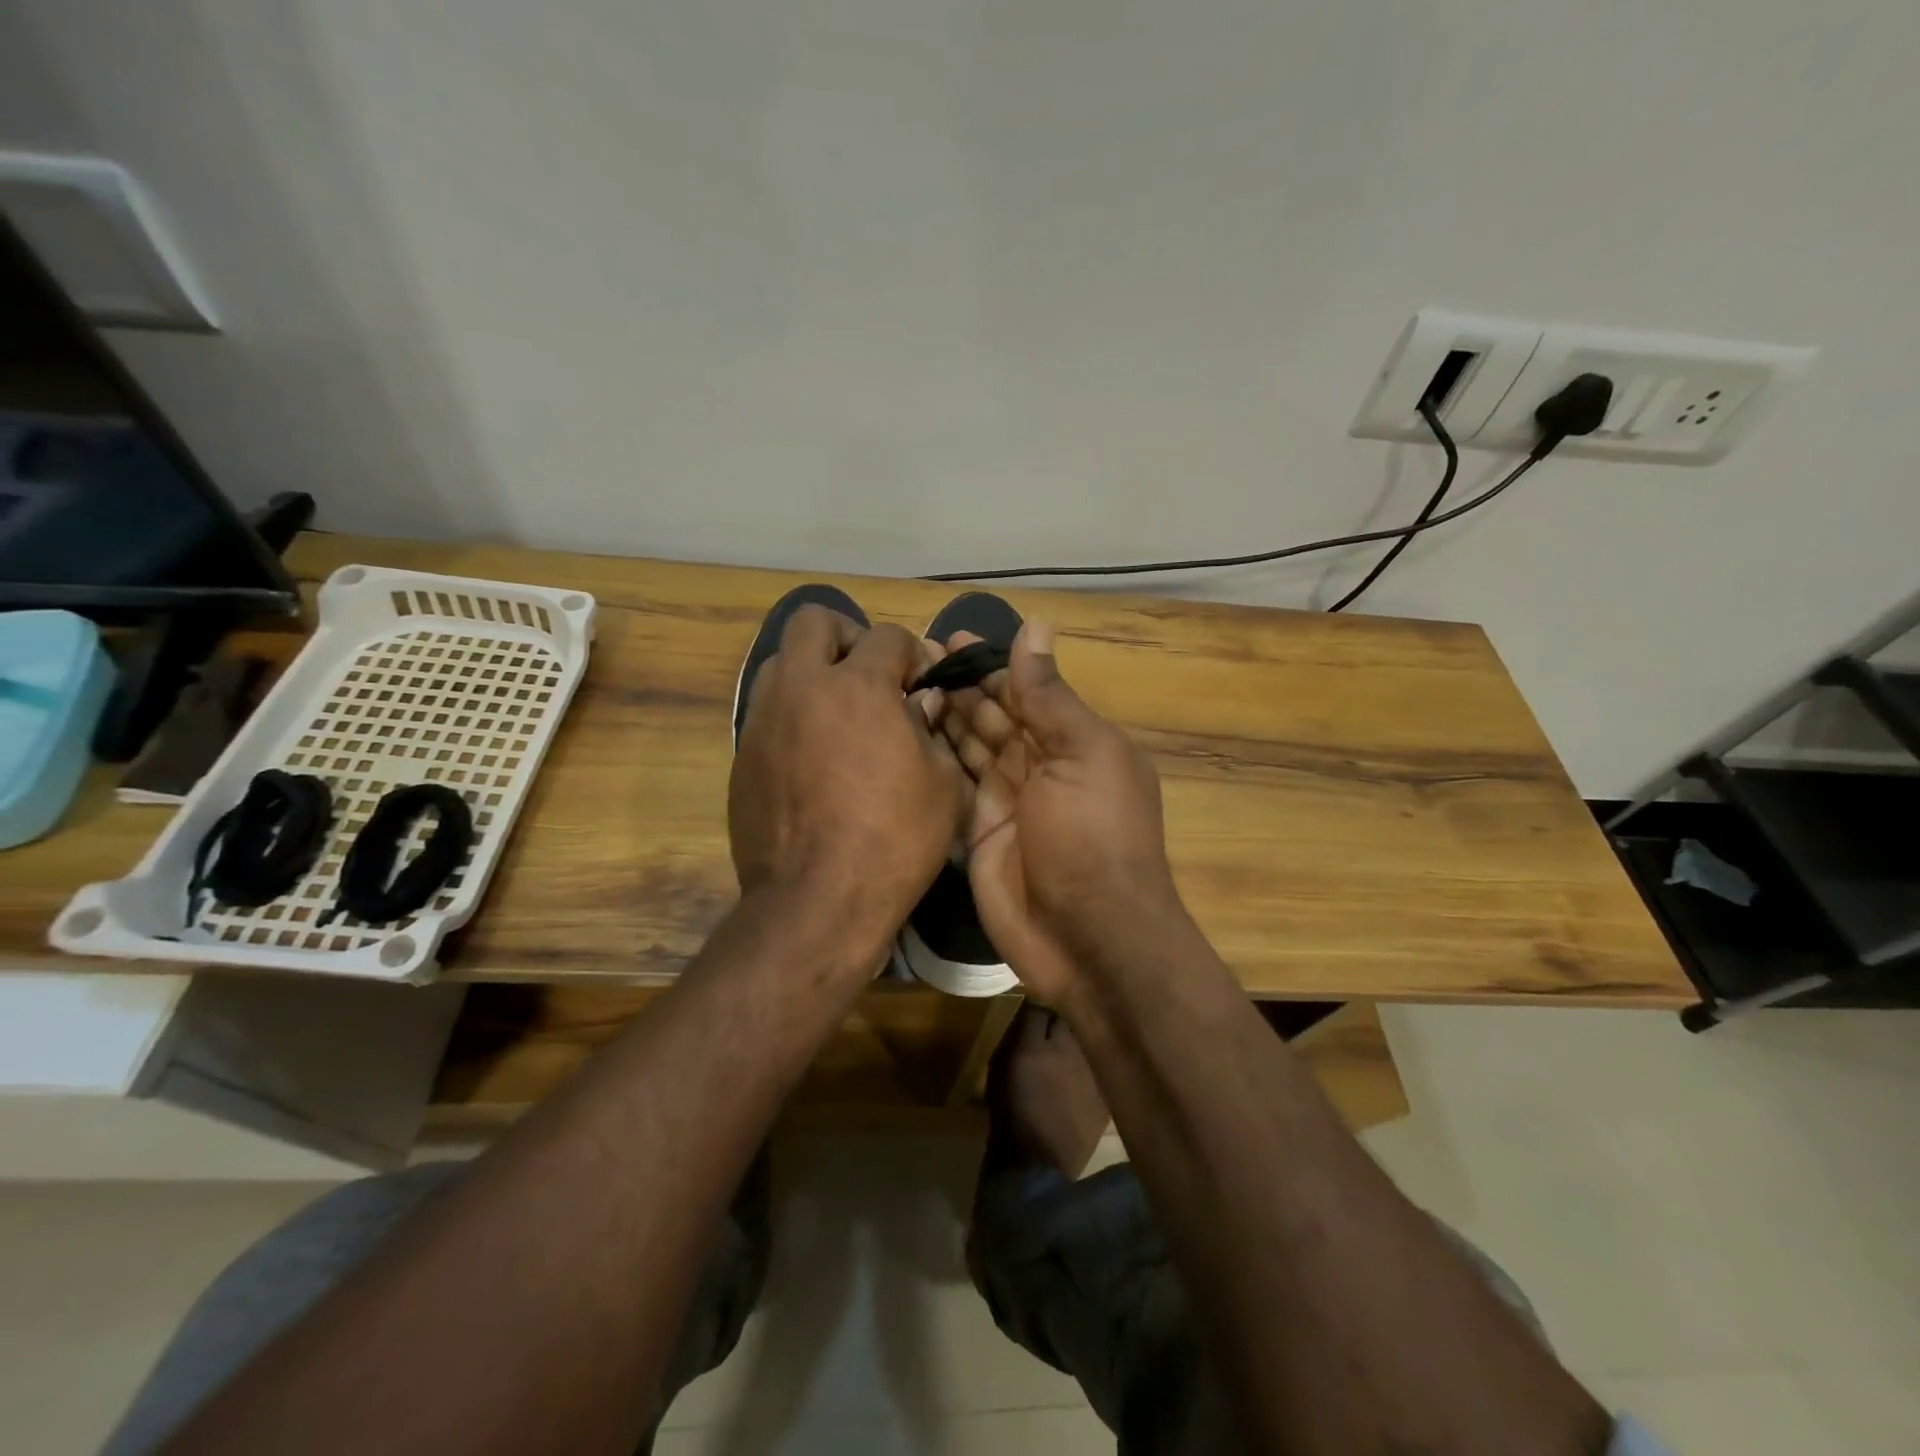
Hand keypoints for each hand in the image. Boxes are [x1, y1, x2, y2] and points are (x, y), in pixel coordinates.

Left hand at [730, 606, 964, 964]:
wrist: (817, 900)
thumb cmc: (894, 840)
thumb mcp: (942, 784)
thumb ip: (931, 728)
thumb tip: (918, 702)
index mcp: (857, 688)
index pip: (886, 636)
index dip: (913, 653)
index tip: (922, 681)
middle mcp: (802, 689)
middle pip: (813, 621)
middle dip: (847, 635)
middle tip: (870, 673)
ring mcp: (763, 721)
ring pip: (782, 662)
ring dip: (814, 672)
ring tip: (840, 713)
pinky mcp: (742, 756)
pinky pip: (768, 712)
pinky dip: (795, 716)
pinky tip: (815, 757)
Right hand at [938, 621, 1186, 1009]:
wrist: (1087, 936)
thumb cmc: (1093, 836)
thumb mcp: (1082, 754)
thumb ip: (1050, 695)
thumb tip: (1035, 626)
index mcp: (1074, 741)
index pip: (1027, 690)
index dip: (990, 665)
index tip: (948, 640)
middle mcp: (1040, 766)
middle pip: (996, 715)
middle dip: (961, 686)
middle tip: (911, 660)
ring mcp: (1007, 801)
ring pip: (971, 746)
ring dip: (944, 716)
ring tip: (902, 686)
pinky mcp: (978, 832)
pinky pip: (955, 785)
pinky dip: (935, 759)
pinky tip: (905, 733)